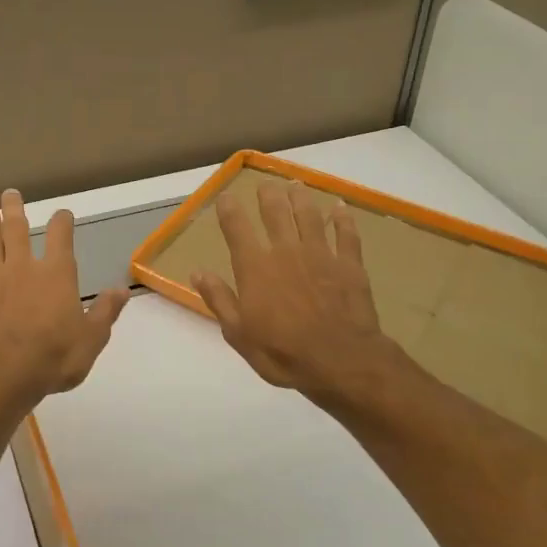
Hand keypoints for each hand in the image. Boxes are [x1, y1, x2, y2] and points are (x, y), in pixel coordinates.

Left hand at [0, 189, 129, 408]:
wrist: (2, 374)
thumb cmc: (54, 356)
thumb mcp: (92, 338)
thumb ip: (105, 311)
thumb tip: (122, 288)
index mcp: (56, 274)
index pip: (60, 237)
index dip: (62, 222)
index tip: (62, 213)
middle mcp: (23, 269)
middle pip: (16, 230)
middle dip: (14, 210)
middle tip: (9, 193)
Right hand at [192, 180, 410, 414]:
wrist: (342, 362)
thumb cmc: (283, 353)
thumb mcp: (239, 333)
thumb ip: (219, 299)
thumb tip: (197, 272)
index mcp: (255, 267)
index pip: (237, 228)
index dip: (229, 209)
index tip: (226, 196)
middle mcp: (285, 251)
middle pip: (275, 212)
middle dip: (268, 195)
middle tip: (265, 184)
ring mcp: (320, 255)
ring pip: (309, 216)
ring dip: (301, 198)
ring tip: (295, 185)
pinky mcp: (349, 265)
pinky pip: (346, 234)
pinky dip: (343, 218)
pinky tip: (340, 207)